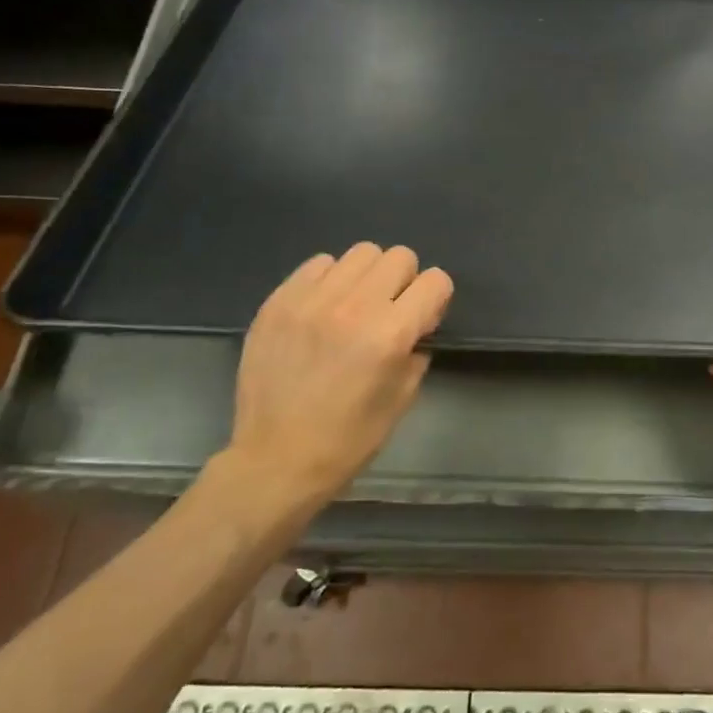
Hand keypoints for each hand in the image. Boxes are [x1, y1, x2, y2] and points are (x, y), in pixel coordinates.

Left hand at [202, 243, 452, 532]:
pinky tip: (323, 309)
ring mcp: (310, 300)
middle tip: (390, 311)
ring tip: (355, 306)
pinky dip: (330, 280)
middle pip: (399, 257)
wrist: (276, 459)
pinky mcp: (278, 302)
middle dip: (404, 282)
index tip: (423, 320)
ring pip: (359, 253)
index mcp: (389, 335)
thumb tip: (417, 322)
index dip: (436, 299)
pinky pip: (318, 263)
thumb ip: (416, 349)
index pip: (435, 281)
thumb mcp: (403, 398)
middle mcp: (353, 307)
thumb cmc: (348, 439)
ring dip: (368, 276)